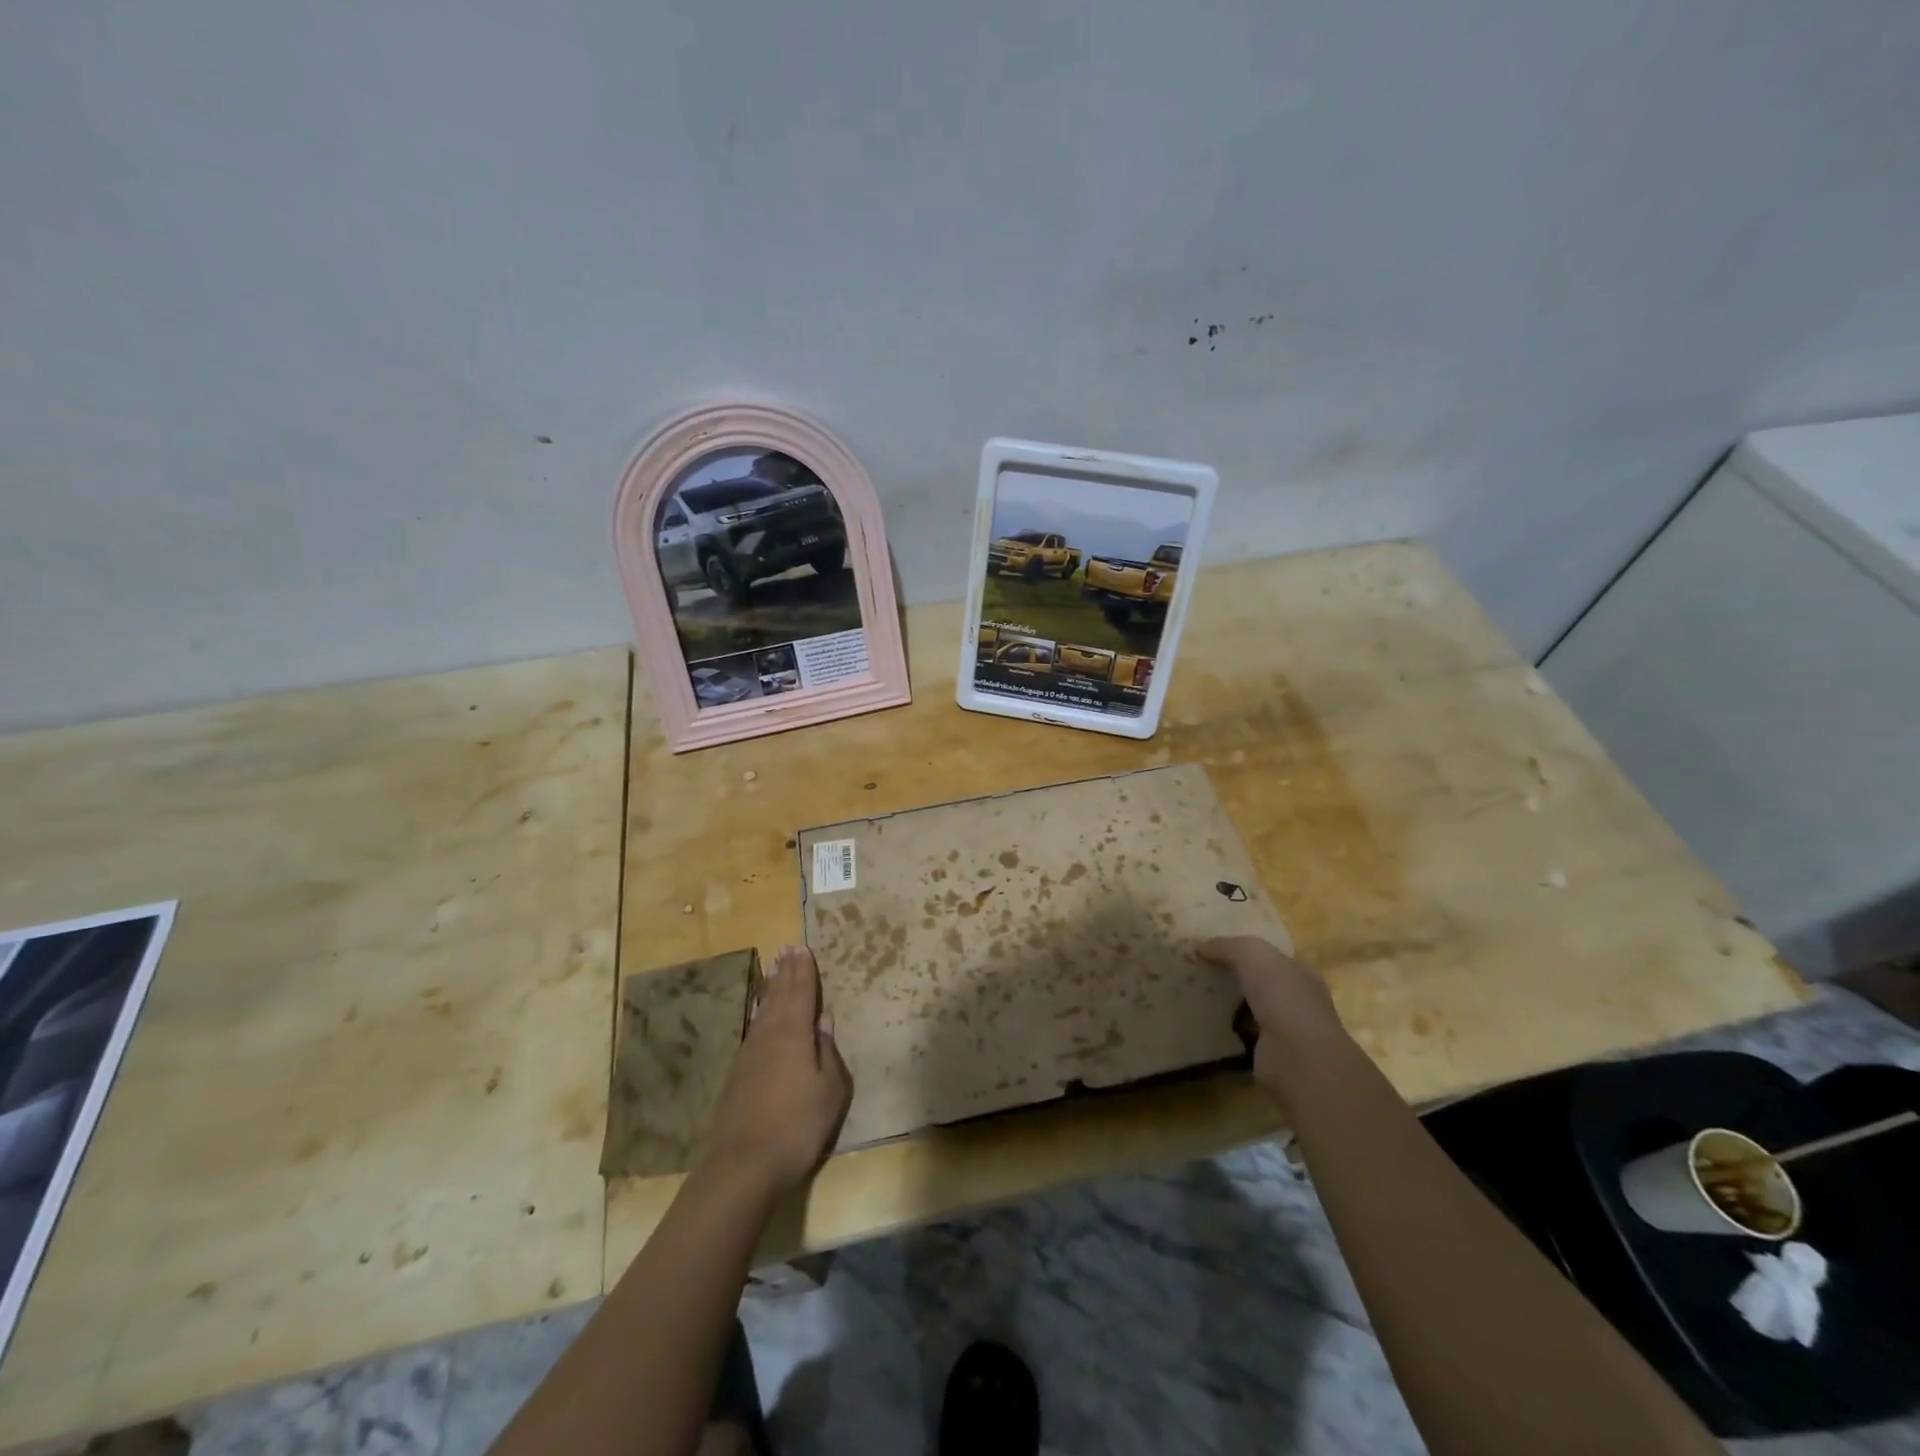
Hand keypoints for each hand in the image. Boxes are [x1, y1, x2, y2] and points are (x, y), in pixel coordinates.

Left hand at [702, 945, 851, 1194]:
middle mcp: (769, 1035)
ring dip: (771, 988)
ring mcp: (749, 1054)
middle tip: (786, 948)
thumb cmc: (797, 1125)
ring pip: (763, 1010)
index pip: (801, 993)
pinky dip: (760, 1012)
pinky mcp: (737, 1074)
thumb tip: (824, 1020)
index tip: (803, 948)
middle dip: (785, 972)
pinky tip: (760, 1013)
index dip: (804, 971)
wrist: (742, 1166)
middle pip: (778, 996)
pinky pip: (754, 1028)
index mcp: (794, 1033)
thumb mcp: (829, 1090)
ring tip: (774, 970)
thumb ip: (828, 1052)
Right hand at [1197, 936, 1341, 1087]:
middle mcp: (1297, 1002)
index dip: (1244, 951)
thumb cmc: (1283, 997)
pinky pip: (1240, 1039)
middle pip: (1259, 984)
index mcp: (1300, 974)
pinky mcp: (1269, 1057)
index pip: (1271, 958)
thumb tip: (1199, 947)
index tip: (1211, 950)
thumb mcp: (1252, 955)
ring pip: (1249, 1011)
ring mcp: (1285, 1032)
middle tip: (1197, 973)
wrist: (1298, 1059)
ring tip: (1194, 998)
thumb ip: (1226, 946)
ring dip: (1227, 1008)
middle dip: (1233, 979)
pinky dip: (1224, 1034)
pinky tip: (1202, 1026)